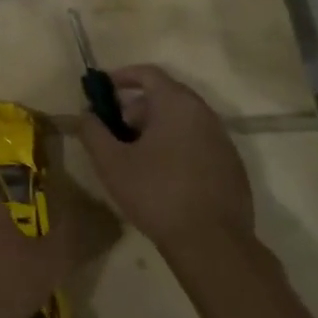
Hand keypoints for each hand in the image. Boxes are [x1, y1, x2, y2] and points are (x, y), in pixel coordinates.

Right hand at [77, 65, 254, 257]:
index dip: (122, 76)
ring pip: (183, 121)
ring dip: (157, 128)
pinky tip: (163, 176)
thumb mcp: (111, 163)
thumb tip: (85, 115)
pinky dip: (177, 146)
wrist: (213, 244)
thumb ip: (93, 132)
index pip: (148, 74)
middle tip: (116, 129)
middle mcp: (204, 114)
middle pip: (166, 96)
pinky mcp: (232, 166)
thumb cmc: (157, 193)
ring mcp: (222, 140)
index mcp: (176, 104)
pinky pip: (198, 142)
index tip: (103, 90)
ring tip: (136, 155)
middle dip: (137, 107)